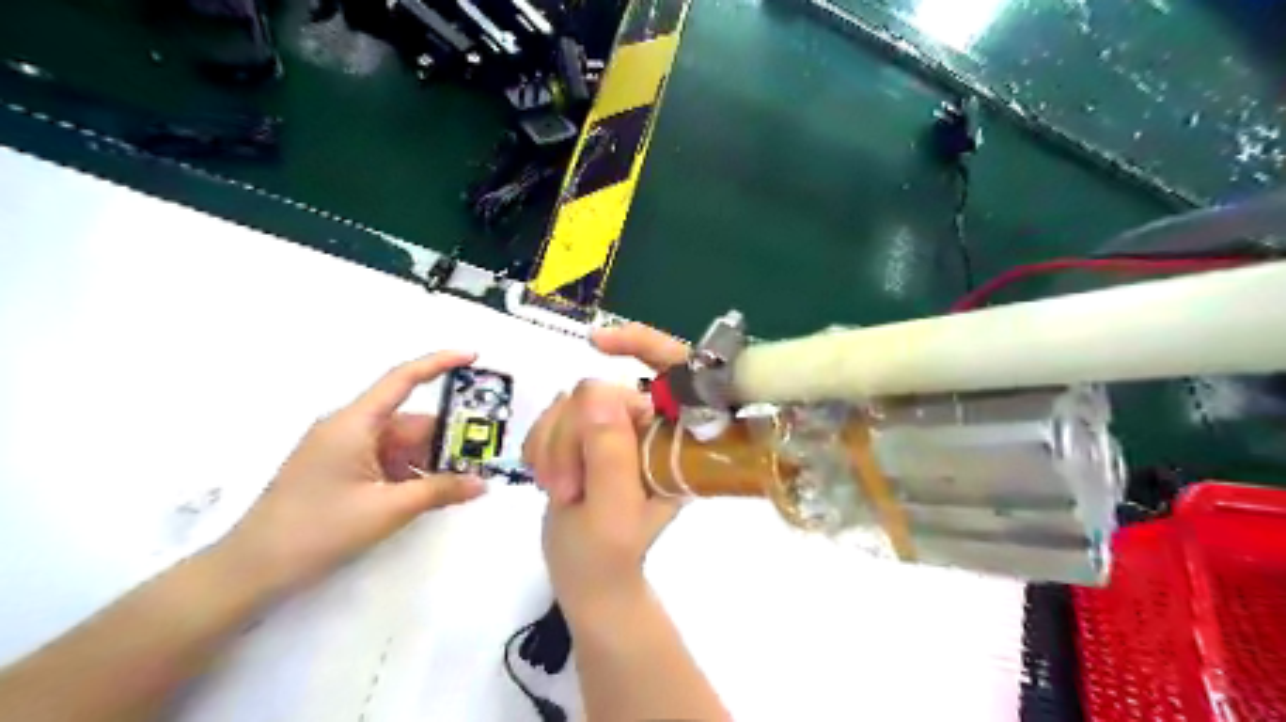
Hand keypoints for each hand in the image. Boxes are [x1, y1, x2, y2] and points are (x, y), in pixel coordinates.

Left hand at [215, 349, 488, 596]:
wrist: (251, 571)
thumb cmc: (317, 531)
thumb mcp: (387, 510)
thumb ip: (439, 491)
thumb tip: (482, 484)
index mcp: (354, 423)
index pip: (403, 379)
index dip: (440, 363)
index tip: (473, 357)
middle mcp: (349, 428)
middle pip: (409, 421)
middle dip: (446, 436)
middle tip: (484, 452)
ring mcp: (343, 450)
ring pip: (401, 444)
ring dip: (431, 460)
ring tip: (466, 478)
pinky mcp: (340, 471)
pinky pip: (387, 462)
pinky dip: (412, 473)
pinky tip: (433, 492)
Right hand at [522, 326, 687, 620]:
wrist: (585, 576)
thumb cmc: (608, 555)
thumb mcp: (612, 511)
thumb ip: (609, 453)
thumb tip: (598, 390)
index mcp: (676, 439)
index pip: (675, 368)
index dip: (642, 342)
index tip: (597, 343)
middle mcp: (650, 425)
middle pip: (600, 392)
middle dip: (572, 437)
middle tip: (566, 487)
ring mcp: (617, 427)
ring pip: (570, 403)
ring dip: (554, 447)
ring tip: (561, 490)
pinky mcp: (588, 432)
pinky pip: (553, 415)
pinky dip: (542, 446)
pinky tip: (549, 478)